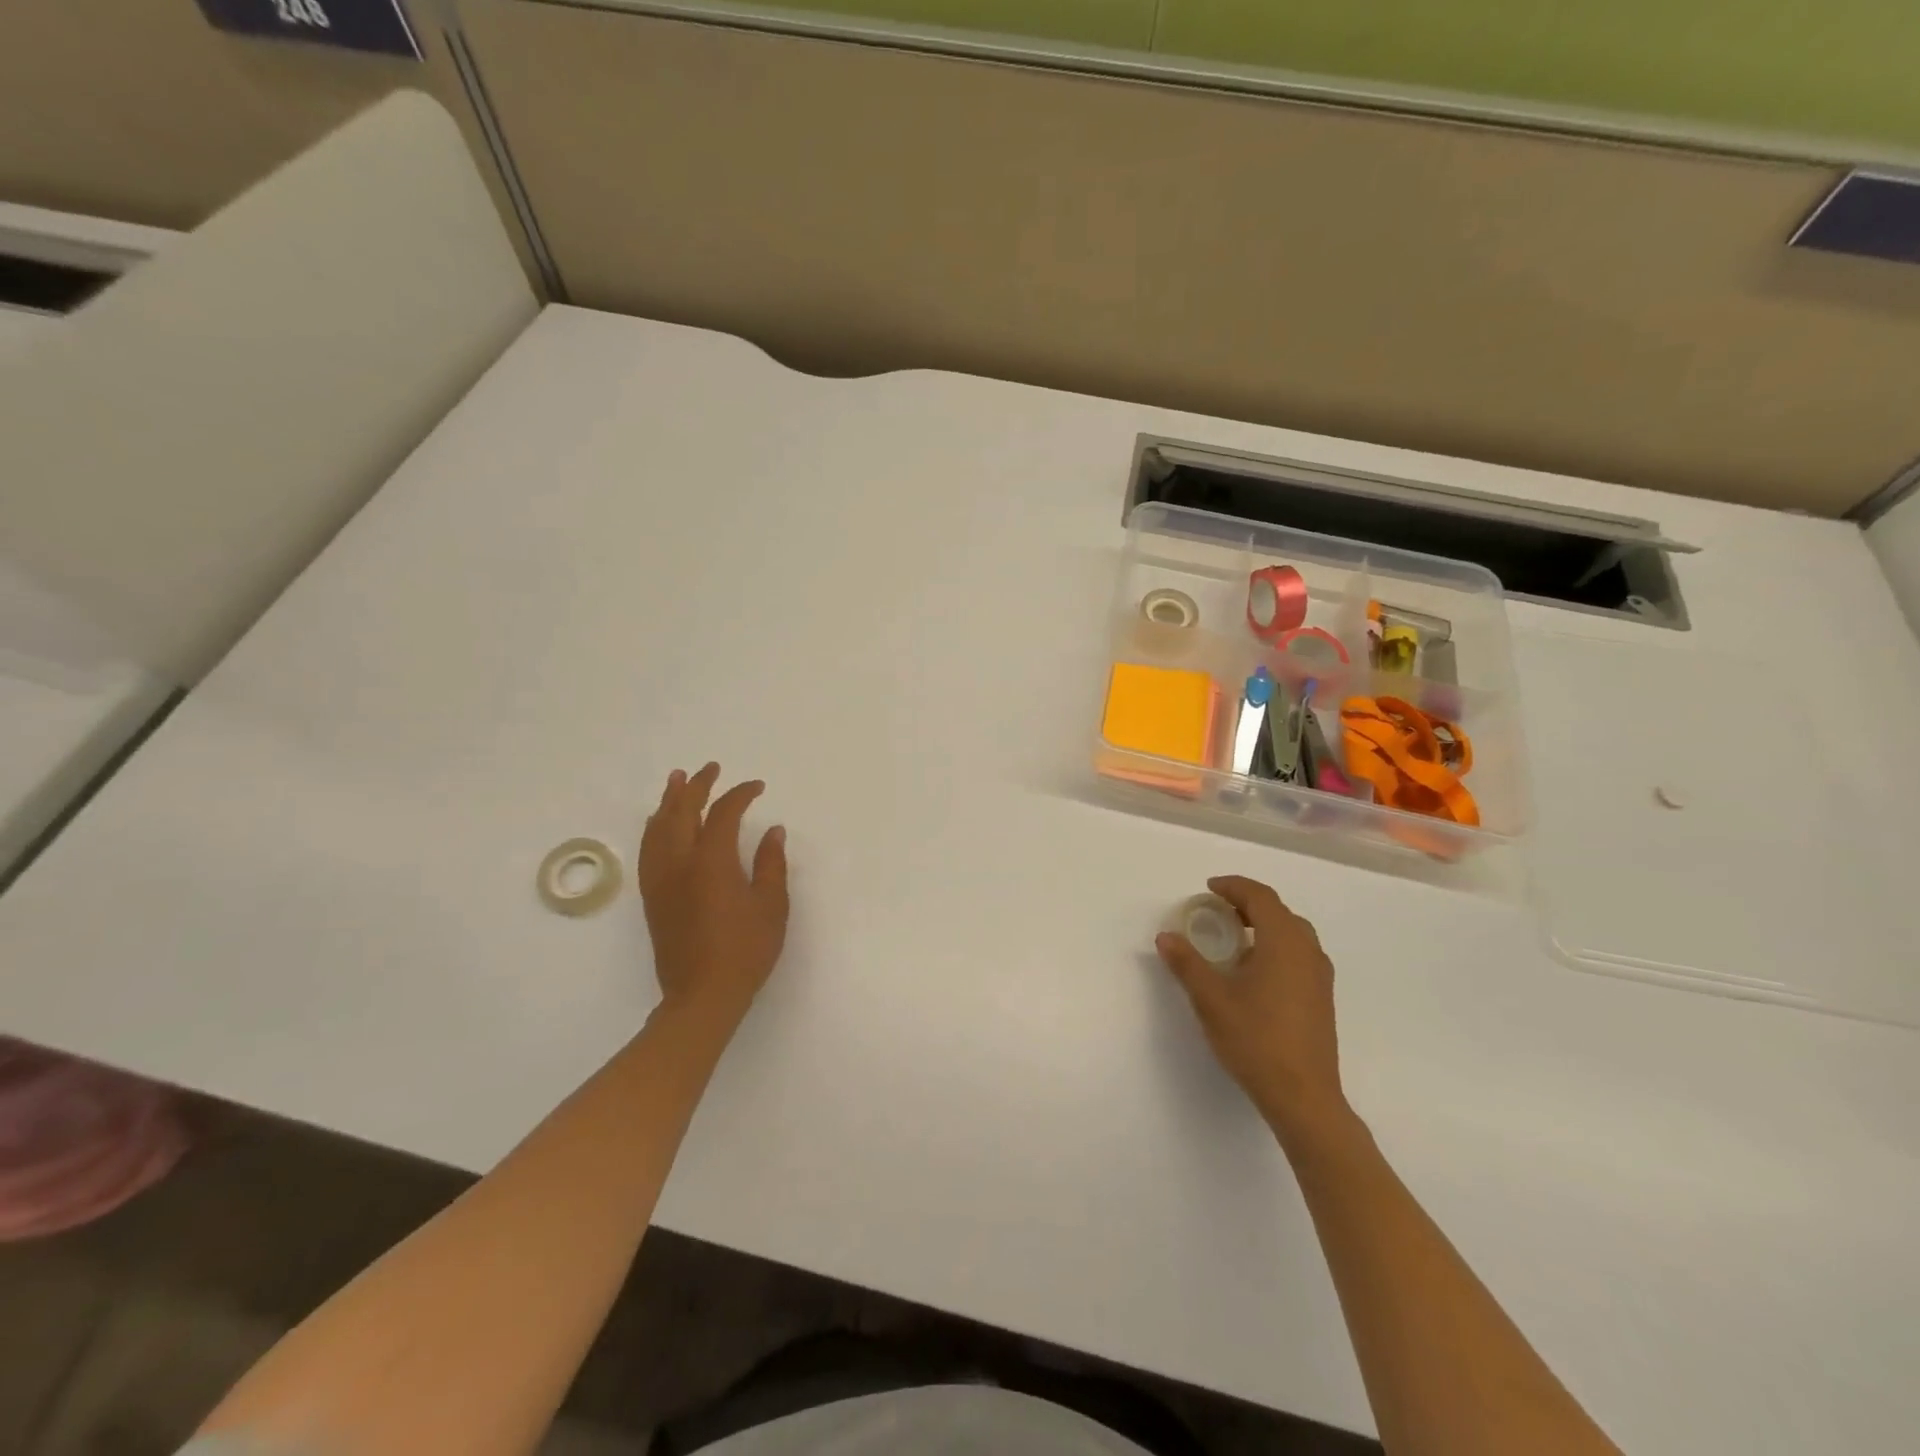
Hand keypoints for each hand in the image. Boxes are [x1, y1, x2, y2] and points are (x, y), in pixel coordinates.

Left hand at [639, 763, 789, 1029]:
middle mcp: (679, 863)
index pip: (723, 813)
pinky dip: (655, 828)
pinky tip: (659, 824)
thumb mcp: (771, 906)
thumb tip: (772, 831)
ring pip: (658, 828)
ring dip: (669, 801)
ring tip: (677, 781)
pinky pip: (648, 849)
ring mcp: (660, 880)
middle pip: (682, 811)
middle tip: (710, 768)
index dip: (740, 794)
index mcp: (712, 862)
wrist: (702, 996)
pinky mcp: (652, 897)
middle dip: (697, 786)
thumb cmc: (745, 951)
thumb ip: (771, 864)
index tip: (757, 787)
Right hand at [1156, 875, 1352, 1148]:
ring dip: (1264, 926)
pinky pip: (1299, 954)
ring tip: (1234, 939)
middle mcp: (1308, 951)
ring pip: (1293, 933)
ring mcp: (1319, 976)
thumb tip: (1166, 937)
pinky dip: (1276, 946)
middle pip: (1279, 912)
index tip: (1209, 888)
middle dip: (1248, 904)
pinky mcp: (1322, 998)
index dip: (1234, 886)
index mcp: (1284, 942)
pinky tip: (1254, 971)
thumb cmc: (1256, 1039)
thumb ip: (1187, 963)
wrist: (1303, 1097)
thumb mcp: (1211, 999)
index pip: (1261, 897)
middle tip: (1218, 910)